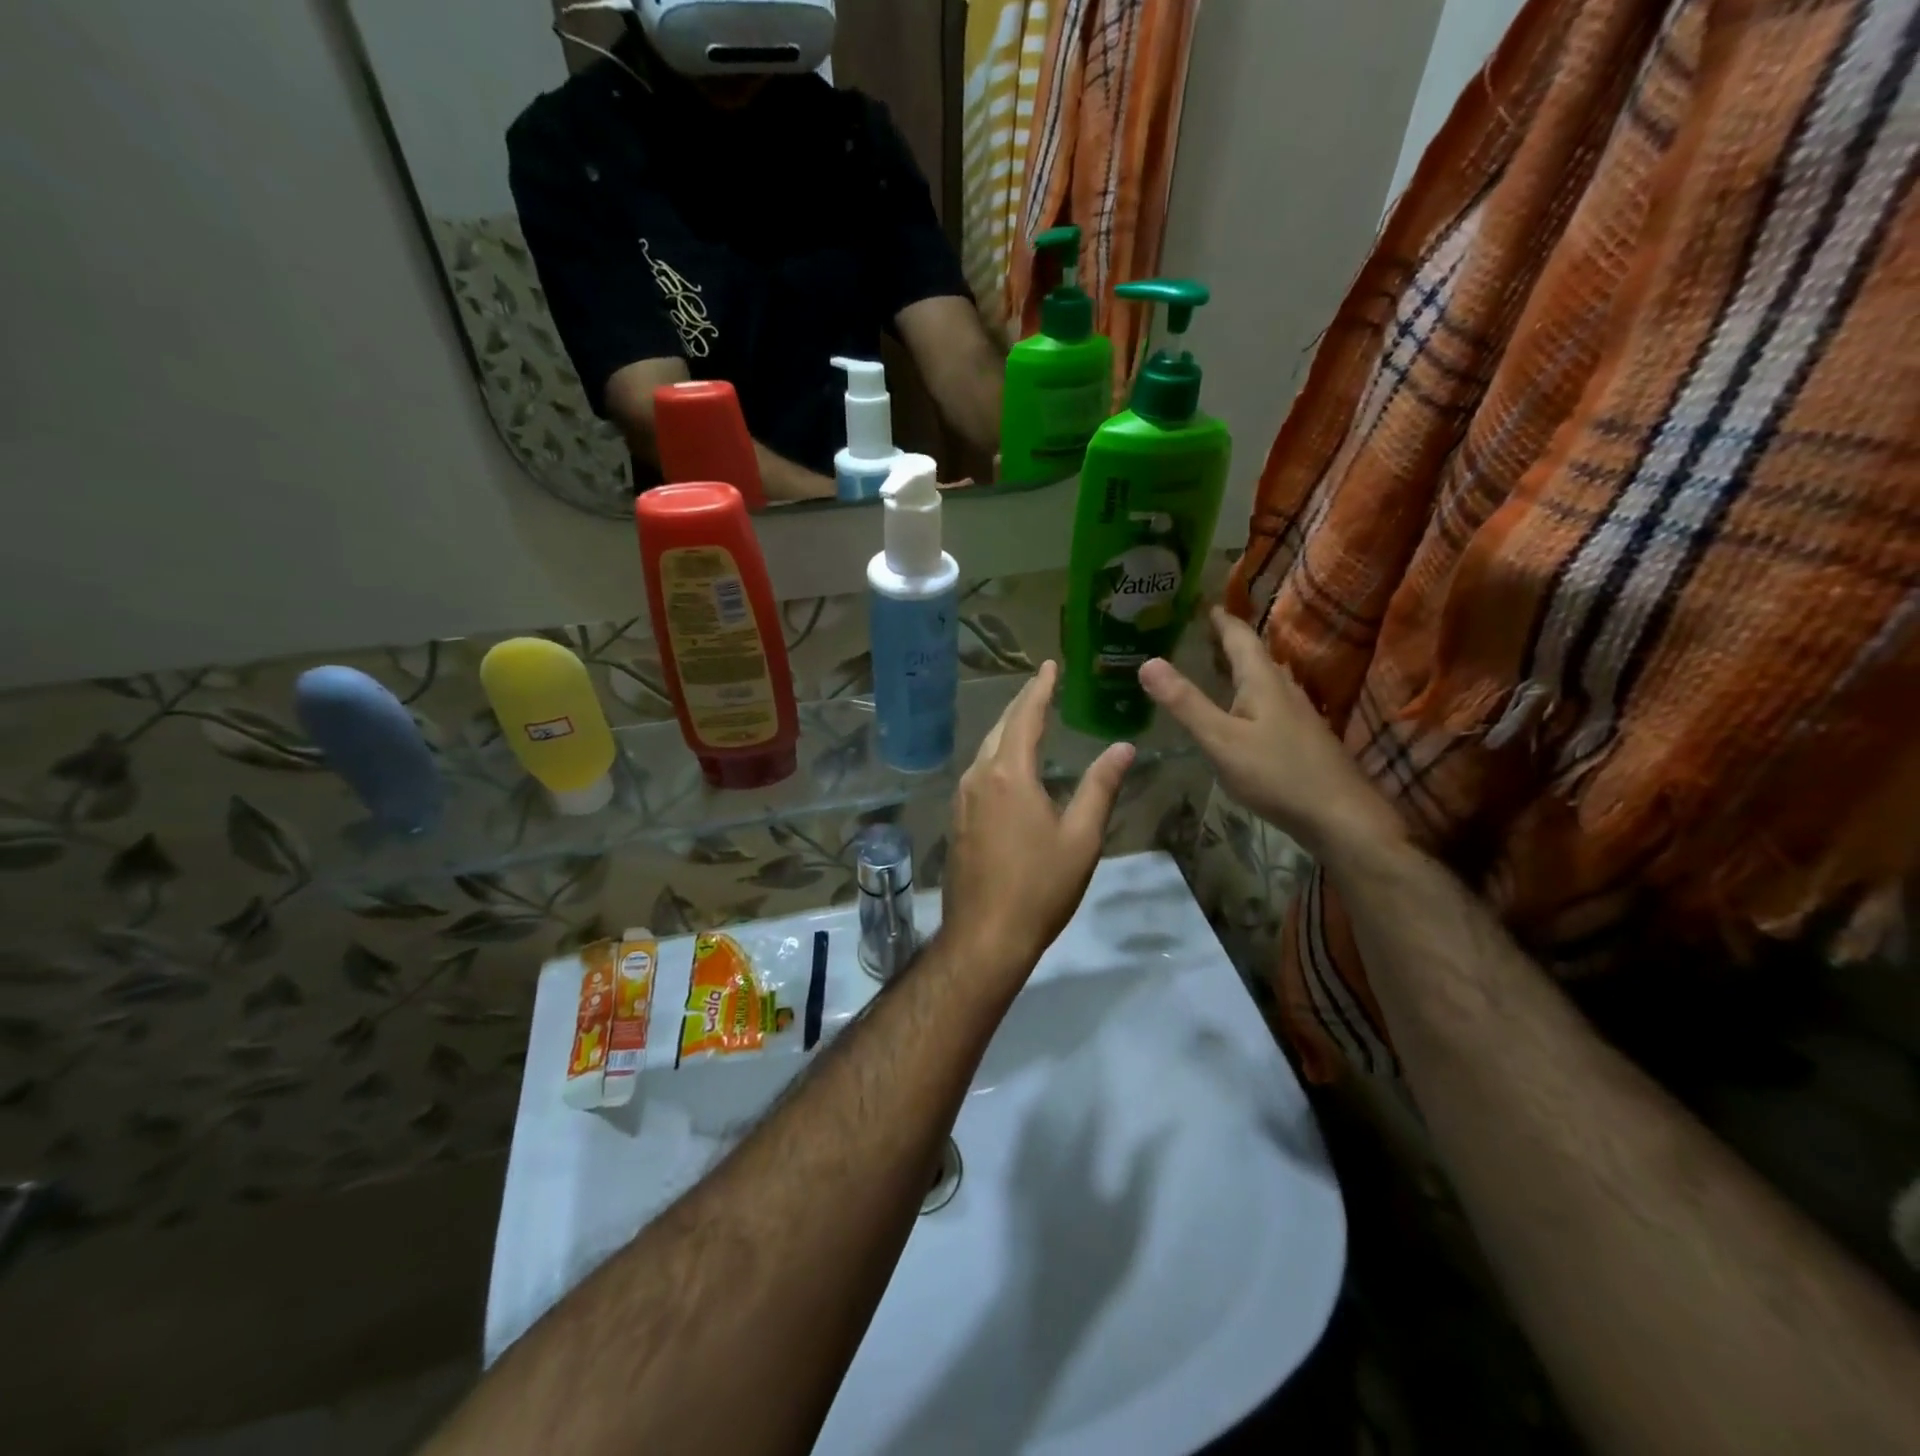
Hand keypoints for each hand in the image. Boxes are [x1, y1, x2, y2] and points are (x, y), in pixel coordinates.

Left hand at [943, 662, 1135, 975]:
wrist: (985, 936)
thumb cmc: (1039, 887)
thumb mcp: (1081, 837)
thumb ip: (1100, 787)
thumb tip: (1123, 747)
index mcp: (1009, 774)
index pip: (1026, 717)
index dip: (1039, 689)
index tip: (1049, 666)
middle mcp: (978, 777)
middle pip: (1000, 728)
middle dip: (1022, 704)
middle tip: (1041, 685)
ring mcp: (962, 799)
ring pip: (985, 750)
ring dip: (1007, 730)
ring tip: (1028, 719)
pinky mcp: (956, 820)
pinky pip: (977, 773)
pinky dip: (996, 756)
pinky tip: (1008, 767)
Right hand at [1138, 608, 1403, 858]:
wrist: (1339, 815)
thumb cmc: (1277, 773)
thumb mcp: (1220, 739)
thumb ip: (1185, 703)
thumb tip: (1147, 661)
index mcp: (1262, 681)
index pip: (1241, 638)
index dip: (1222, 620)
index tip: (1204, 604)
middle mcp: (1283, 689)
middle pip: (1255, 655)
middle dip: (1230, 641)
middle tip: (1204, 632)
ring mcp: (1297, 714)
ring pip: (1265, 679)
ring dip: (1241, 667)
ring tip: (1218, 665)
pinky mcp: (1301, 737)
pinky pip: (1270, 701)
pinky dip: (1250, 693)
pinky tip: (1243, 711)